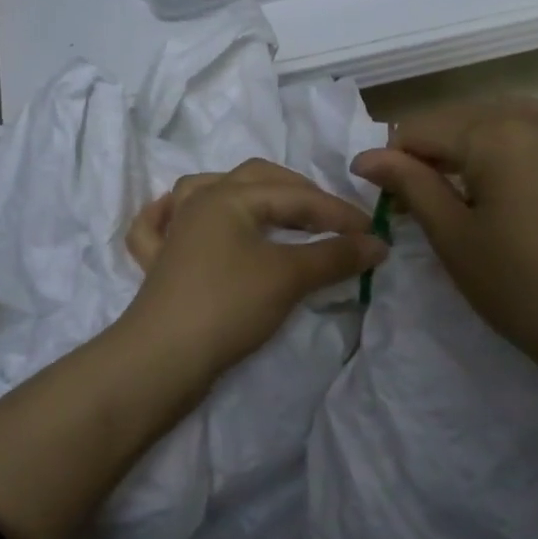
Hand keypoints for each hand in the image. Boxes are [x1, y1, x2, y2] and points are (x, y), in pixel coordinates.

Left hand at [121, 159, 387, 384]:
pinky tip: (179, 217)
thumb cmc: (229, 306)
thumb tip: (378, 244)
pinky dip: (170, 216)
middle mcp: (198, 202)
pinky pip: (160, 227)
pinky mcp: (159, 263)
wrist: (163, 359)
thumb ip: (335, 256)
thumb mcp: (289, 277)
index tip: (373, 235)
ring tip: (270, 209)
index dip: (338, 213)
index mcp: (228, 196)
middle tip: (332, 221)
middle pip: (255, 180)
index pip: (296, 196)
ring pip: (207, 192)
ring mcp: (174, 231)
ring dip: (244, 194)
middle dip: (299, 194)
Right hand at [351, 98, 537, 383]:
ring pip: (493, 121)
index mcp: (496, 131)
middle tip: (415, 202)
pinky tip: (497, 185)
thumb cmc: (521, 287)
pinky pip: (528, 131)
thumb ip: (409, 184)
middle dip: (429, 153)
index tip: (384, 200)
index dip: (392, 161)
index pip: (420, 129)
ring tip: (455, 194)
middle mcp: (533, 116)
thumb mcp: (453, 236)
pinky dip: (501, 149)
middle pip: (457, 119)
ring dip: (464, 149)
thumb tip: (365, 157)